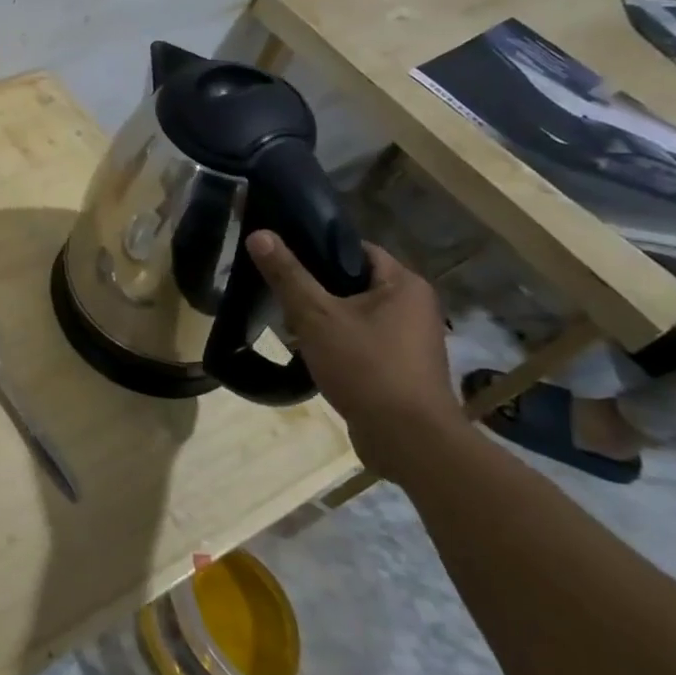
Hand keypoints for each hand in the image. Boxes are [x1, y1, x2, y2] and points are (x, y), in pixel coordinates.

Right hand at [246, 231, 464, 478]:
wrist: (409, 441)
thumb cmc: (366, 367)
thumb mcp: (316, 316)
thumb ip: (287, 274)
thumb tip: (259, 233)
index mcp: (405, 285)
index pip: (356, 249)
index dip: (318, 249)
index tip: (284, 258)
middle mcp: (415, 307)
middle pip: (354, 282)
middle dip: (316, 289)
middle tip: (280, 294)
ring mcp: (412, 341)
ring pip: (356, 314)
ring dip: (324, 319)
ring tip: (289, 325)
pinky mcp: (403, 369)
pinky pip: (363, 342)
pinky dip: (338, 343)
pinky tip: (310, 353)